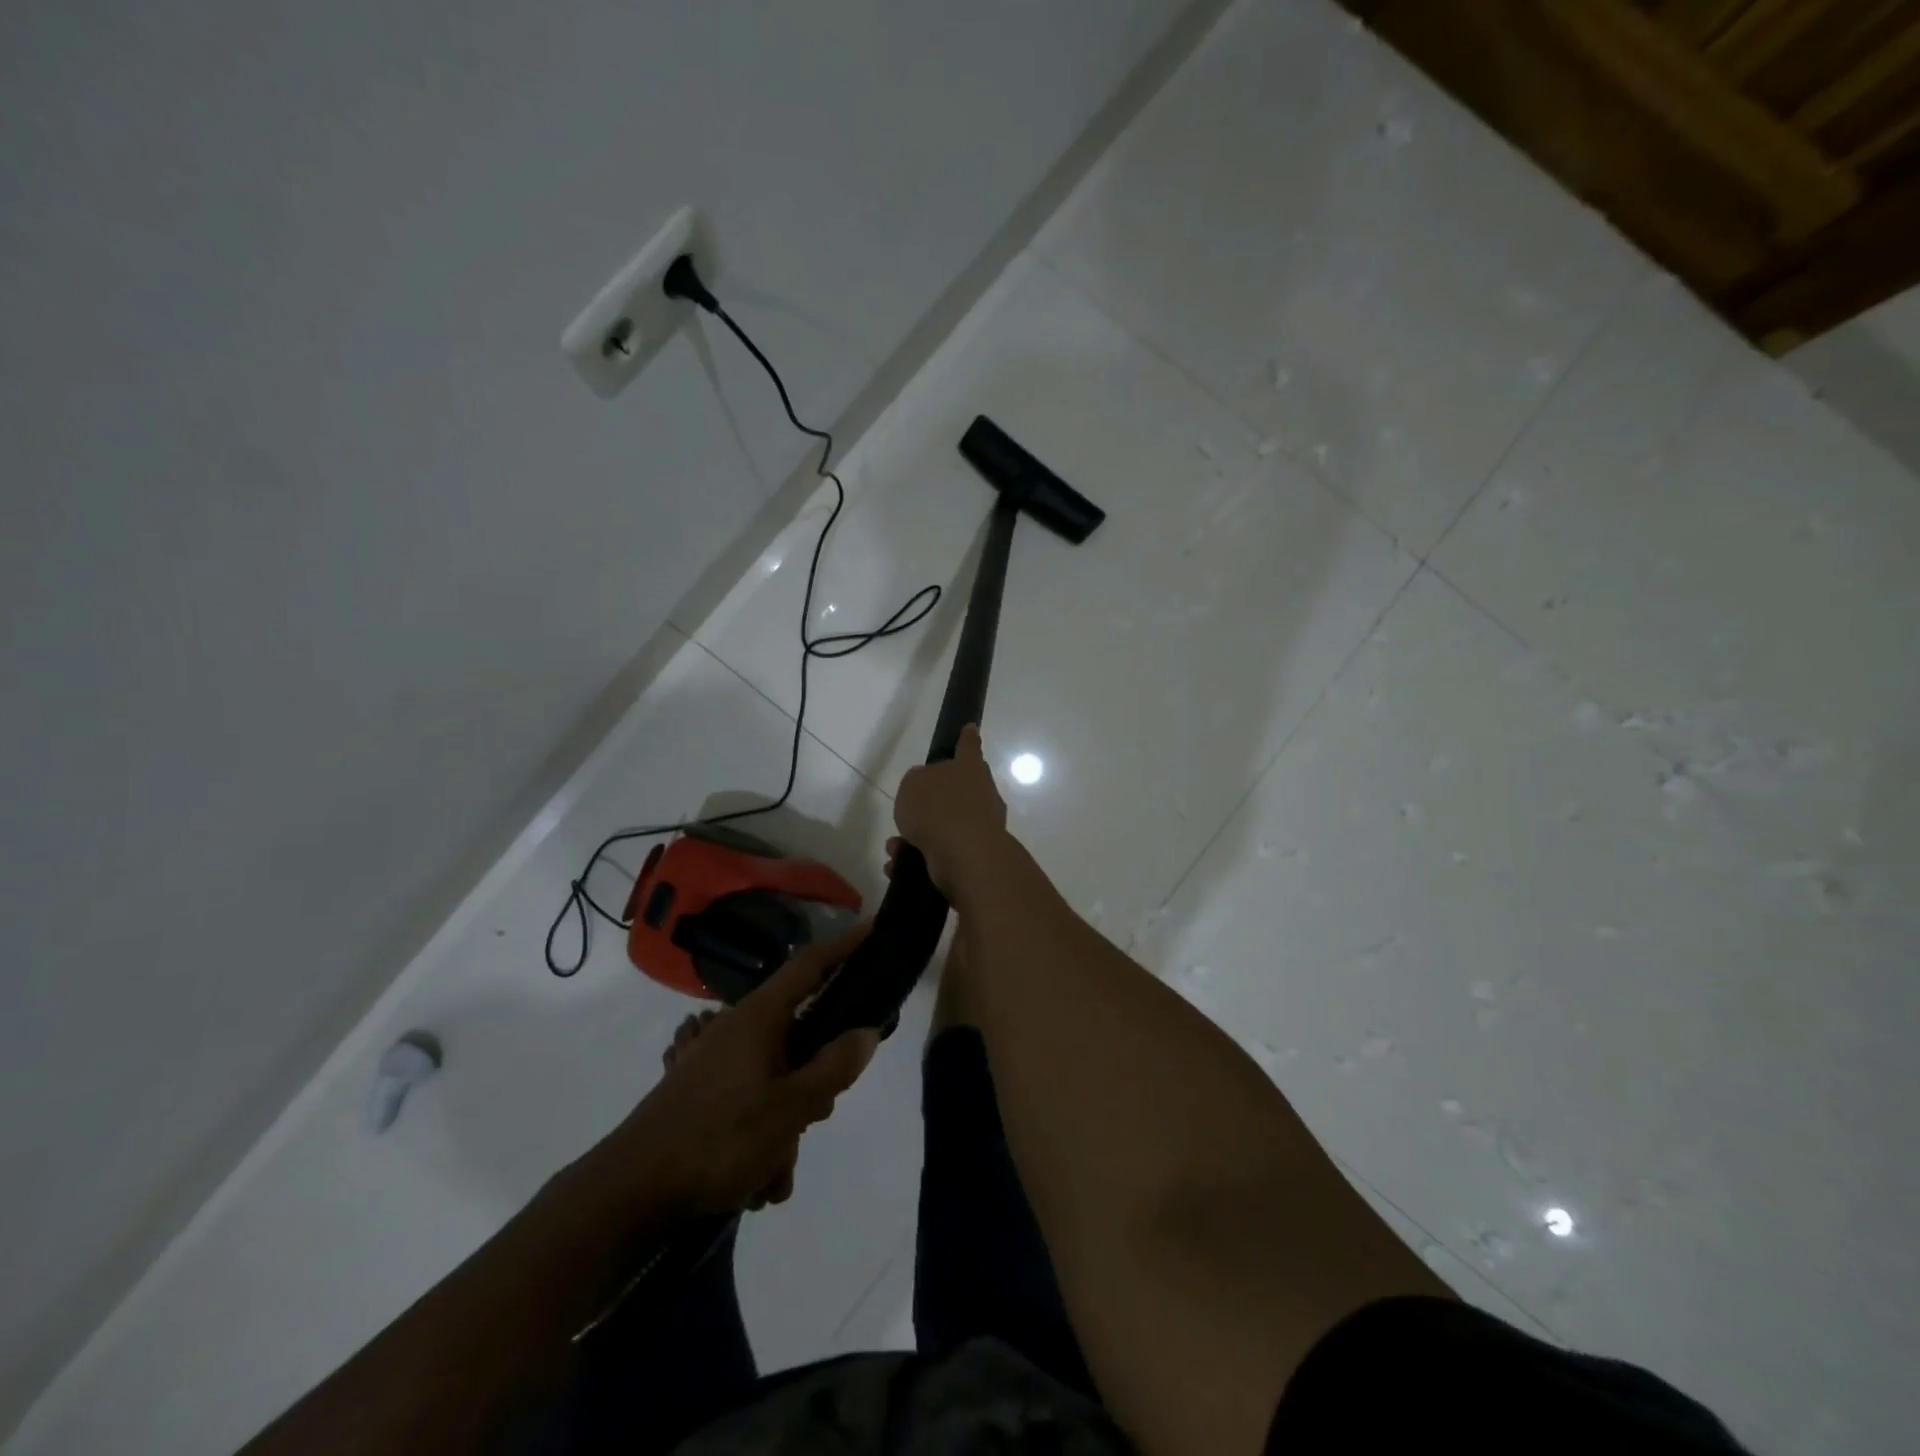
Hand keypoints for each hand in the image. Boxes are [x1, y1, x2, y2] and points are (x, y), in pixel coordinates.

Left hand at [603, 924, 879, 1215]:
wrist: (629, 1192)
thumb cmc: (718, 1139)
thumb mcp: (790, 1108)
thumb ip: (833, 1068)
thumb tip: (866, 1031)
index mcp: (759, 1017)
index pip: (809, 965)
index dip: (843, 945)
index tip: (872, 928)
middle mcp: (737, 1029)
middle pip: (799, 1034)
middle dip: (816, 1078)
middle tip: (820, 1112)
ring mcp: (716, 1061)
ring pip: (777, 1079)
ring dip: (787, 1125)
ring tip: (775, 1172)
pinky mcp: (702, 1092)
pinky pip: (751, 1103)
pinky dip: (762, 1138)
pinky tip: (756, 1182)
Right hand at [893, 724, 1009, 895]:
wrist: (964, 855)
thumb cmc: (937, 809)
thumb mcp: (913, 784)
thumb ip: (918, 781)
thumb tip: (927, 788)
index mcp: (969, 768)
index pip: (968, 746)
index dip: (966, 738)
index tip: (971, 728)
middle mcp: (981, 794)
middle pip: (958, 790)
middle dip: (932, 802)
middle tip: (909, 811)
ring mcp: (981, 826)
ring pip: (944, 826)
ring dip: (918, 836)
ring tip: (895, 848)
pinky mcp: (975, 855)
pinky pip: (942, 852)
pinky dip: (919, 858)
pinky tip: (899, 866)